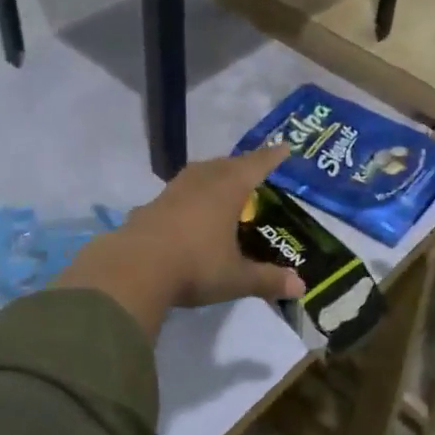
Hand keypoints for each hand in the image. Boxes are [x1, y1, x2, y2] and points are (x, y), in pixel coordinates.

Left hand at [57, 146, 305, 337]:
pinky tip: (189, 208)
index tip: (284, 147)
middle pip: (226, 165)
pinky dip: (191, 194)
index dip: (271, 157)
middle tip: (254, 169)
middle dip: (242, 164)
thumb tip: (301, 288)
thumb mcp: (236, 278)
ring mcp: (173, 191)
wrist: (133, 270)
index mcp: (227, 189)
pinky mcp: (151, 206)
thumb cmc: (194, 267)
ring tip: (222, 182)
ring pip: (199, 173)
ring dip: (214, 174)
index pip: (256, 166)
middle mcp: (201, 182)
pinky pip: (179, 191)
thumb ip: (267, 280)